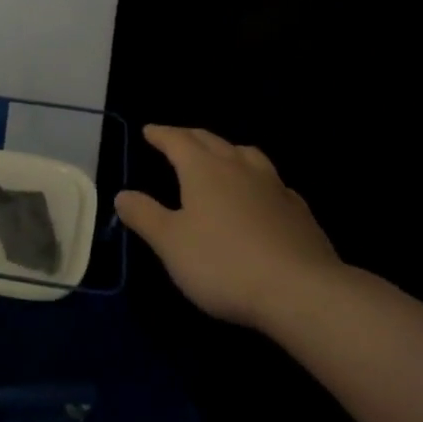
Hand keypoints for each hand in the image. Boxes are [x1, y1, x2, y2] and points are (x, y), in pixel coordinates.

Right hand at [115, 124, 343, 331]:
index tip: (148, 130)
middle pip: (211, 141)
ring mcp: (273, 186)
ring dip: (227, 150)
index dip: (161, 134)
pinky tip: (259, 194)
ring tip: (220, 157)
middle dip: (190, 137)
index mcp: (204, 170)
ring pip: (246, 154)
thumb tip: (123, 194)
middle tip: (176, 139)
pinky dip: (256, 179)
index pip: (177, 141)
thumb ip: (145, 215)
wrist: (300, 290)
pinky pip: (271, 181)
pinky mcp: (297, 209)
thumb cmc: (223, 263)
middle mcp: (239, 167)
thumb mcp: (170, 243)